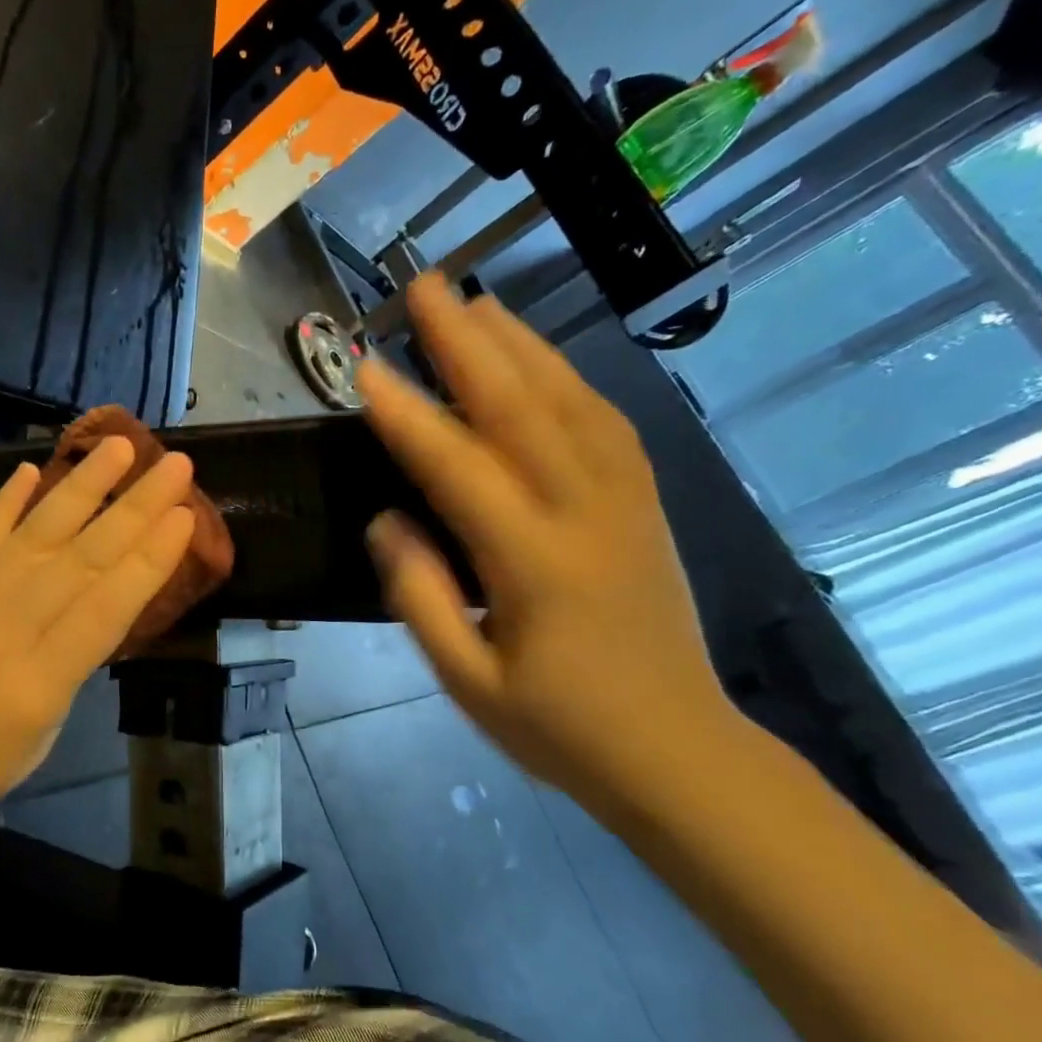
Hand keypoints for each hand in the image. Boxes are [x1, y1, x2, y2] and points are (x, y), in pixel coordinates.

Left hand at [0, 438, 194, 845]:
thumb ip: (64, 679)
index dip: (150, 560)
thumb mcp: (33, 746)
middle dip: (135, 509)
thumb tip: (85, 623)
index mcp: (35, 685)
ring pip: (36, 535)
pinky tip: (31, 469)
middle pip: (82, 560)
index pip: (106, 609)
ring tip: (119, 447)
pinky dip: (6, 502)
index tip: (185, 516)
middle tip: (176, 467)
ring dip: (82, 487)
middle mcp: (3, 631)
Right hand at [358, 276, 736, 808]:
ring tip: (477, 305)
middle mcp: (586, 515)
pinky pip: (608, 425)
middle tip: (424, 289)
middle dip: (467, 343)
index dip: (406, 416)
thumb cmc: (559, 727)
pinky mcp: (646, 507)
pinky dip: (569, 380)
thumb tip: (386, 520)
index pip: (459, 469)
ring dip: (521, 345)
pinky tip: (542, 364)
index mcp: (535, 564)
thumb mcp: (468, 680)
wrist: (678, 753)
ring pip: (572, 402)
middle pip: (522, 409)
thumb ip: (421, 596)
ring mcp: (626, 504)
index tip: (362, 368)